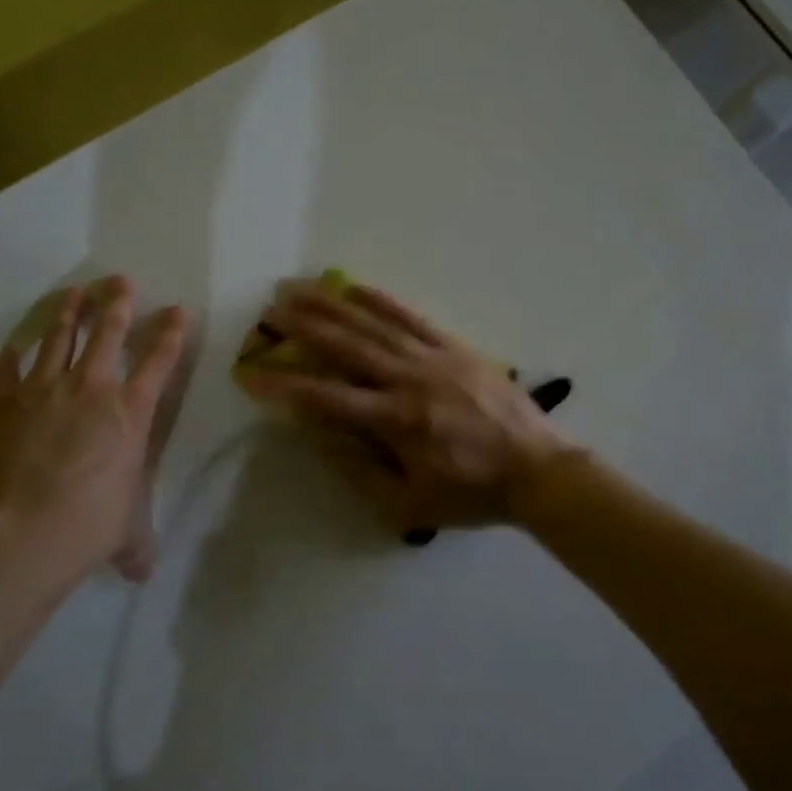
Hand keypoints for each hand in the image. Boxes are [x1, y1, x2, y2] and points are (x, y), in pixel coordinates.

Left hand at [0, 277, 188, 584]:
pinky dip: (9, 358)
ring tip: (73, 292)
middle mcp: (91, 390)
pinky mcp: (2, 404)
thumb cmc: (90, 526)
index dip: (170, 332)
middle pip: (108, 333)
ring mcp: (43, 391)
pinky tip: (11, 348)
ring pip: (58, 338)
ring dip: (68, 313)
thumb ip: (137, 544)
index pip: (159, 361)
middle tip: (119, 279)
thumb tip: (143, 572)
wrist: (22, 533)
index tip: (176, 309)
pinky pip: (6, 372)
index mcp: (130, 413)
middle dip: (117, 302)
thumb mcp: (127, 531)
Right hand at [240, 283, 575, 533]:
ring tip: (300, 288)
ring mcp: (433, 358)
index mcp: (396, 421)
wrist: (539, 470)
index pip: (327, 398)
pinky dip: (381, 300)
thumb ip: (360, 469)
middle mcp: (409, 380)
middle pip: (347, 347)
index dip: (285, 386)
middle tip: (270, 310)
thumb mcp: (410, 504)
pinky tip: (355, 286)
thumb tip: (319, 434)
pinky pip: (412, 317)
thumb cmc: (471, 493)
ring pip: (374, 324)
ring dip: (333, 305)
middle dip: (304, 327)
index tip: (252, 374)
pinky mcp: (455, 347)